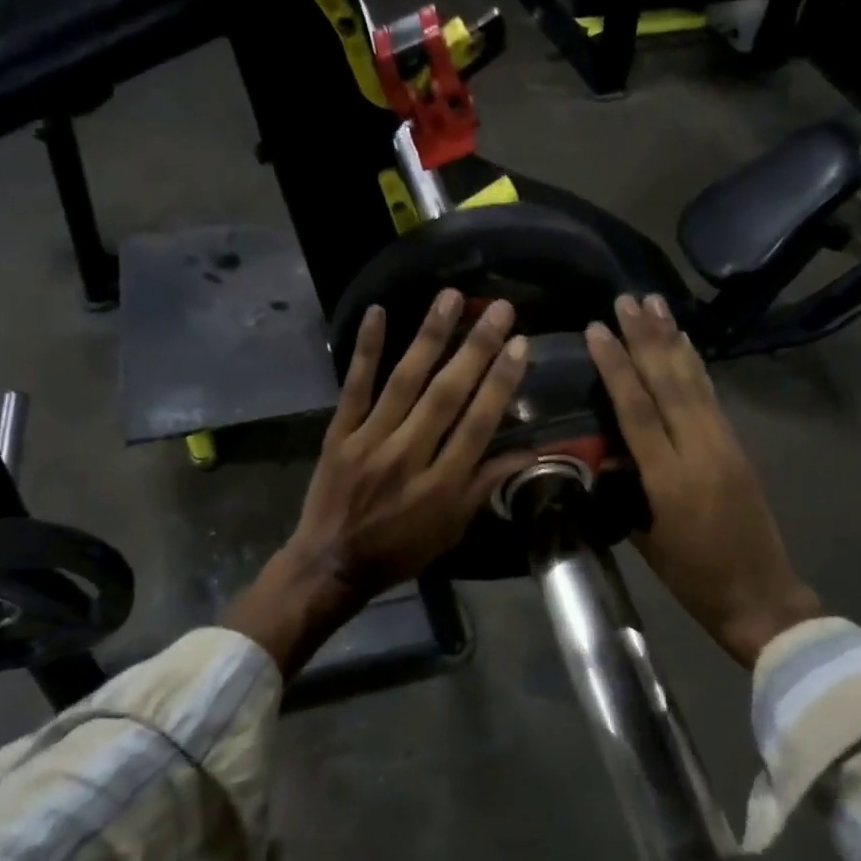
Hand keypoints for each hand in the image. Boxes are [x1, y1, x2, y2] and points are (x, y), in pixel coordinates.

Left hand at [224, 290, 534, 673]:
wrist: (330, 563)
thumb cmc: (400, 550)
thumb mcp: (452, 528)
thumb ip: (486, 485)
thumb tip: (530, 452)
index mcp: (442, 484)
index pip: (478, 424)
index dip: (500, 383)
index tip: (520, 345)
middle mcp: (409, 455)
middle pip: (446, 395)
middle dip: (476, 349)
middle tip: (499, 309)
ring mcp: (370, 440)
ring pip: (404, 381)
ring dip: (429, 336)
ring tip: (451, 297)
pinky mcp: (339, 433)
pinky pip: (354, 386)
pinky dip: (365, 349)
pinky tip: (377, 312)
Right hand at [585, 294, 822, 666]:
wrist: (759, 595)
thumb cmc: (692, 577)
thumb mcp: (645, 537)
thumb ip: (625, 487)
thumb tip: (607, 448)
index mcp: (669, 478)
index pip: (637, 408)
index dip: (616, 366)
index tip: (597, 329)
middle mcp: (699, 450)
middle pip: (668, 382)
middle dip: (645, 337)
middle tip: (627, 298)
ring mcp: (724, 444)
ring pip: (694, 381)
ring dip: (672, 339)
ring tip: (655, 303)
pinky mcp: (738, 446)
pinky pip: (711, 396)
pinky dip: (695, 365)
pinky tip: (685, 344)